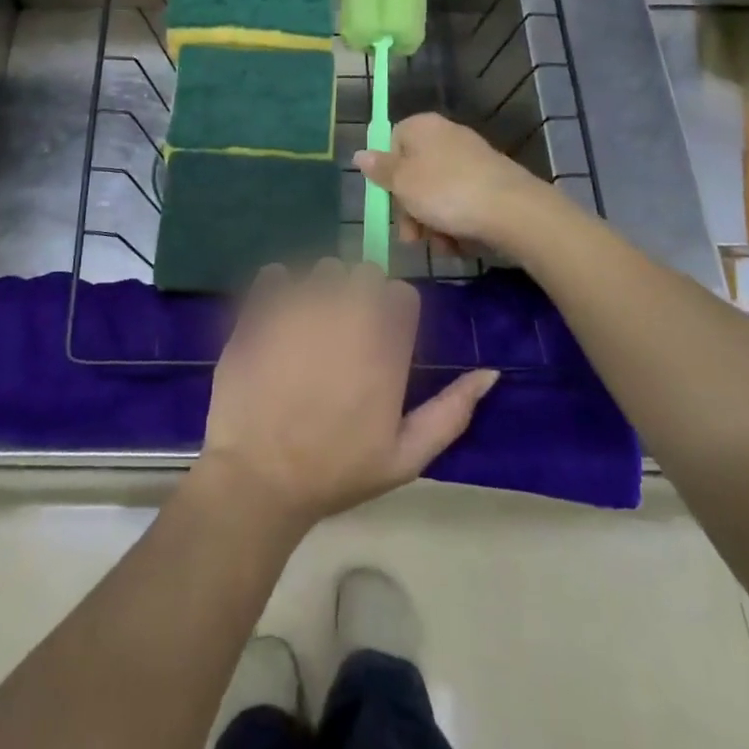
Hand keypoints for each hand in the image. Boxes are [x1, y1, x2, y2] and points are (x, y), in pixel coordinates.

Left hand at [196, 259, 497, 533]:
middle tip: (344, 331)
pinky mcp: (260, 310)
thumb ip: (452, 412)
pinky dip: (278, 288)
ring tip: (309, 327)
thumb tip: (490, 373)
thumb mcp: (405, 457)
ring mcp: (299, 309)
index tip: (381, 335)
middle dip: (359, 293)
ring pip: (322, 269)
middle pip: (364, 272)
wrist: (258, 479)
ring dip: (321, 289)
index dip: (393, 311)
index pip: (402, 294)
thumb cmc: (335, 472)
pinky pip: (275, 274)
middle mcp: (346, 317)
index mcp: (385, 349)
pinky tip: (277, 319)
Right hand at [354, 113, 548, 254]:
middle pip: (414, 172)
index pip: (392, 142)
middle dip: (410, 209)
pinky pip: (461, 202)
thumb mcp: (403, 183)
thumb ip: (380, 169)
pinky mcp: (490, 182)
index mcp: (422, 127)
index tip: (389, 200)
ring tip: (441, 245)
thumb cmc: (447, 192)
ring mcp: (471, 159)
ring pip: (437, 193)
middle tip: (412, 237)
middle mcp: (446, 136)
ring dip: (432, 223)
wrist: (513, 210)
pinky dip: (456, 223)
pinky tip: (459, 243)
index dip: (387, 174)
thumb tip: (359, 154)